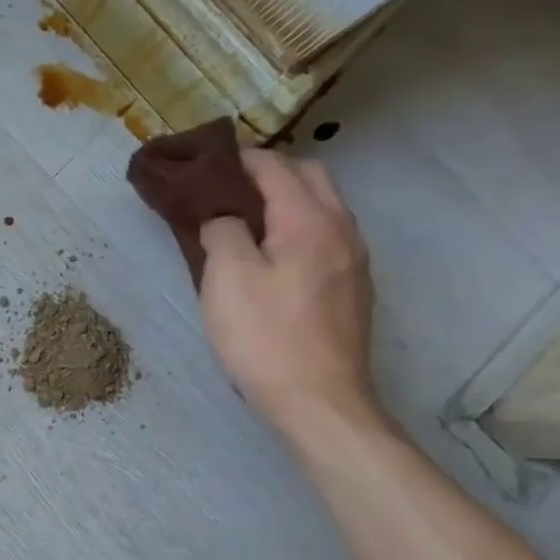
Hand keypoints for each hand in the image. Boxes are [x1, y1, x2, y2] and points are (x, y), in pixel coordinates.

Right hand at [198, 150, 378, 432]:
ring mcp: (354, 261)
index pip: (275, 167)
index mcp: (309, 220)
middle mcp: (342, 230)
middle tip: (227, 190)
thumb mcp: (226, 277)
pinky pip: (325, 237)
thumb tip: (224, 217)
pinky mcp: (353, 289)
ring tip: (245, 221)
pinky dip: (298, 228)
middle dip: (270, 172)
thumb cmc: (264, 335)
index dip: (239, 159)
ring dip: (287, 200)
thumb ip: (222, 231)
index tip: (205, 165)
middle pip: (311, 177)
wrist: (318, 400)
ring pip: (323, 207)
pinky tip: (272, 257)